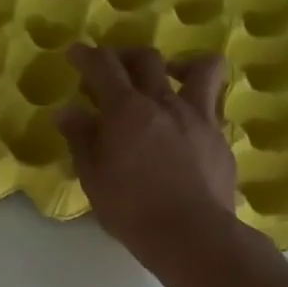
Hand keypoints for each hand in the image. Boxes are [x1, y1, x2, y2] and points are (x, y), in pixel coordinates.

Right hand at [56, 44, 241, 264]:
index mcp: (127, 110)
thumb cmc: (130, 209)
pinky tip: (183, 125)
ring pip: (200, 68)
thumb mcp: (93, 177)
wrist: (190, 233)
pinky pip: (211, 105)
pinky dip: (194, 104)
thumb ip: (81, 139)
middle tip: (112, 67)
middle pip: (147, 58)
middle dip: (124, 55)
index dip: (87, 55)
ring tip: (167, 78)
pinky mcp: (220, 137)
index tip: (75, 52)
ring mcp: (199, 117)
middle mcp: (164, 102)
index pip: (103, 67)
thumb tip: (68, 112)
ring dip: (179, 64)